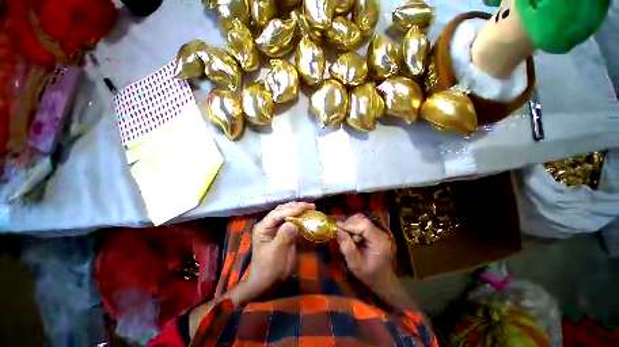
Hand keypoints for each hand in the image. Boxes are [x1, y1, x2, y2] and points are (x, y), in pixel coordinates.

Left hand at [246, 201, 314, 294]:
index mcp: (263, 227)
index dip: (291, 209)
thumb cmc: (269, 268)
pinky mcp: (283, 231)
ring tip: (310, 207)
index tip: (304, 207)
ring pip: (287, 212)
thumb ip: (284, 236)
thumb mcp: (275, 253)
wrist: (268, 282)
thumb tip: (293, 223)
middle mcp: (268, 223)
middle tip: (310, 206)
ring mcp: (276, 227)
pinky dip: (299, 217)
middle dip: (296, 206)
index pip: (277, 214)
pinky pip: (291, 220)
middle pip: (282, 210)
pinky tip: (306, 215)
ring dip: (298, 209)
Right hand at [336, 214, 396, 293]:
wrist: (384, 280)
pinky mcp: (377, 231)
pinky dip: (354, 227)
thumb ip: (347, 247)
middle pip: (362, 219)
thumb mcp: (355, 265)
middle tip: (341, 233)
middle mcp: (381, 233)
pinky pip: (363, 223)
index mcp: (379, 242)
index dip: (350, 224)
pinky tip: (352, 237)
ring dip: (351, 225)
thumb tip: (338, 230)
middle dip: (349, 224)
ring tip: (347, 236)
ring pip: (362, 219)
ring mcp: (380, 231)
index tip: (338, 227)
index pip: (364, 225)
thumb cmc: (370, 275)